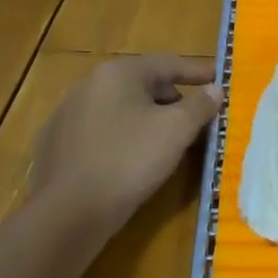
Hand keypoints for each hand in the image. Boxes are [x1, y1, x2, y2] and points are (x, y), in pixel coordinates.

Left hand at [27, 55, 221, 238]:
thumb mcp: (176, 131)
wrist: (67, 213)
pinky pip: (101, 131)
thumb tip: (215, 89)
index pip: (167, 64)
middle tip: (196, 117)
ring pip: (121, 108)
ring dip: (147, 118)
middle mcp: (89, 85)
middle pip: (142, 84)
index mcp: (118, 73)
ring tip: (168, 141)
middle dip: (173, 98)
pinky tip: (131, 159)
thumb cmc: (129, 161)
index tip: (220, 78)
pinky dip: (123, 137)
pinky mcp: (57, 144)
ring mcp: (68, 114)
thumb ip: (200, 105)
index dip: (197, 71)